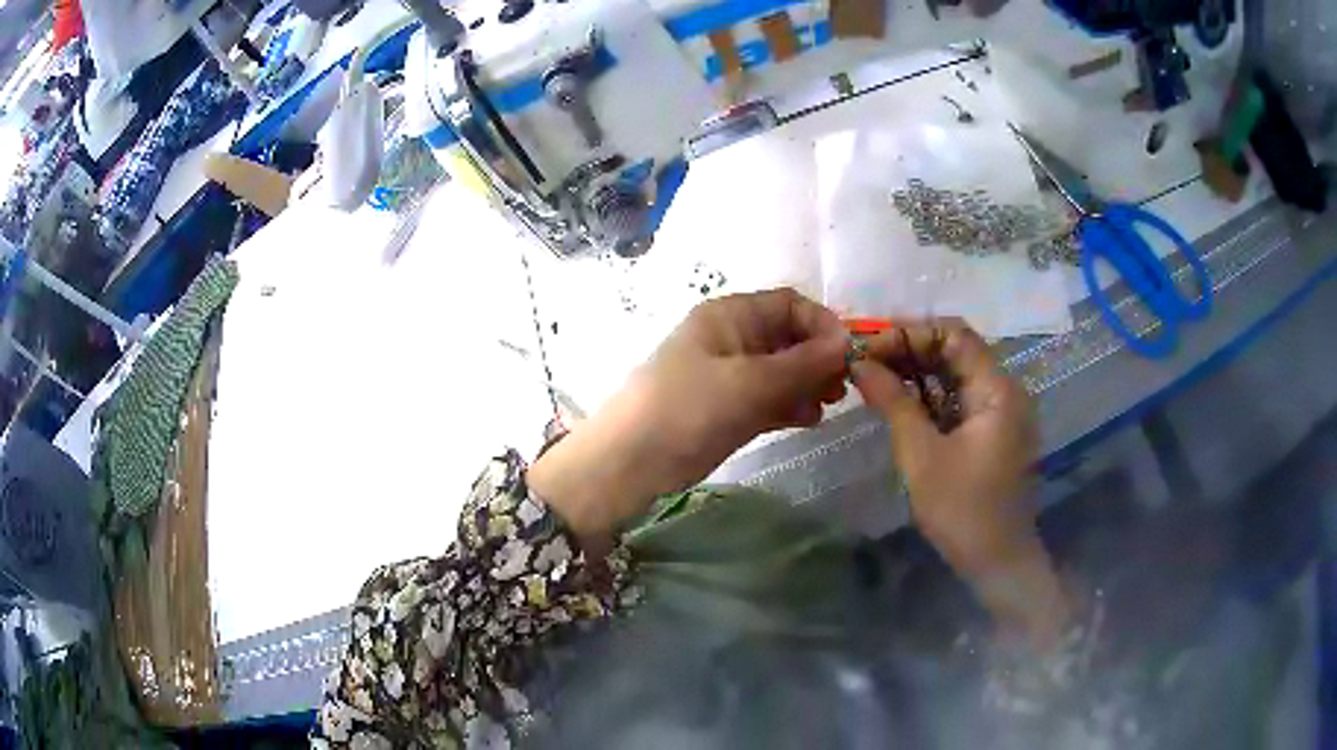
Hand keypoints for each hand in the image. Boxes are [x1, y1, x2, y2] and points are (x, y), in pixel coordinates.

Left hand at [529, 289, 848, 543]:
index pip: (789, 305)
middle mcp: (733, 339)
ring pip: (783, 371)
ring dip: (809, 384)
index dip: (822, 324)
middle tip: (842, 387)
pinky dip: (791, 405)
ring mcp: (731, 376)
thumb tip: (847, 342)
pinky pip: (771, 398)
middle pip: (790, 338)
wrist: (631, 461)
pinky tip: (809, 420)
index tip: (849, 355)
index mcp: (731, 316)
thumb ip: (802, 363)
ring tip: (827, 405)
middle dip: (819, 358)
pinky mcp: (730, 409)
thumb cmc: (687, 408)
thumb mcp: (748, 382)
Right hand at [850, 321, 1037, 573]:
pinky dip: (931, 397)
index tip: (871, 346)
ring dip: (918, 373)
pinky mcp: (994, 433)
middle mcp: (1005, 391)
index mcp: (997, 390)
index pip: (955, 335)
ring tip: (875, 379)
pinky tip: (900, 403)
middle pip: (957, 351)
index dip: (911, 332)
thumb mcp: (921, 454)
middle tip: (866, 362)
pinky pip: (961, 400)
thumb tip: (859, 363)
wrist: (997, 562)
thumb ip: (893, 402)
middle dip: (911, 351)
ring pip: (957, 375)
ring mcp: (1002, 413)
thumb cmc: (962, 510)